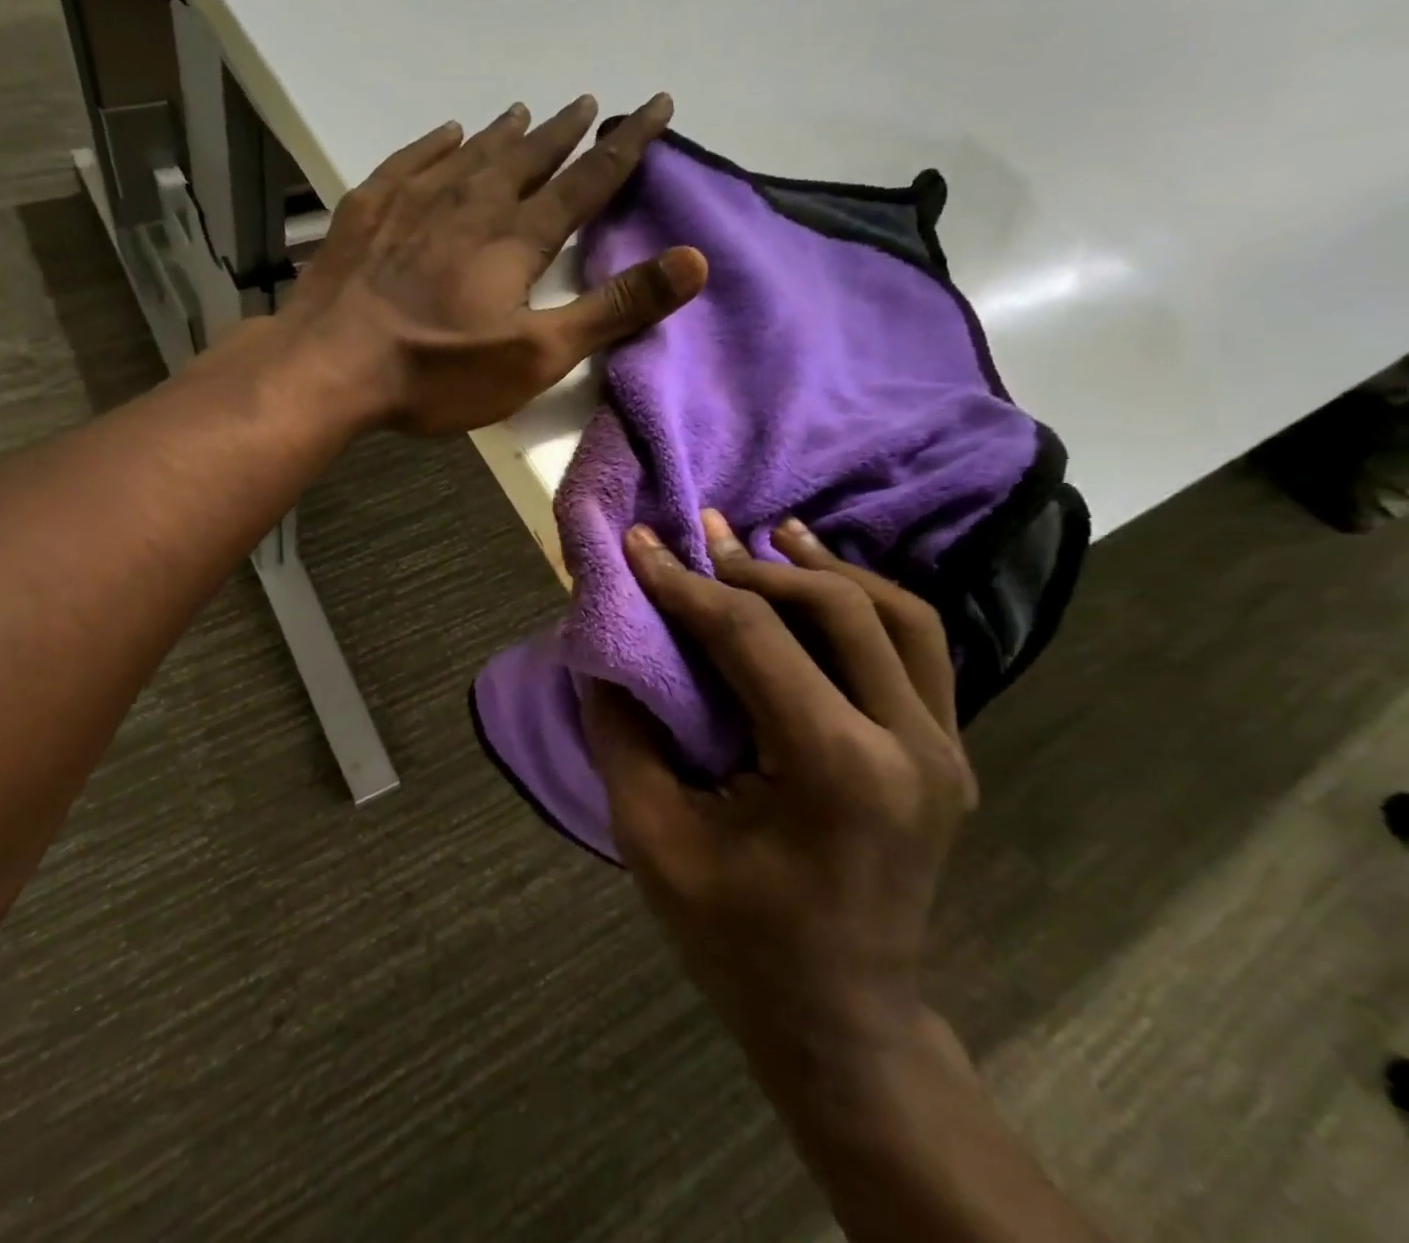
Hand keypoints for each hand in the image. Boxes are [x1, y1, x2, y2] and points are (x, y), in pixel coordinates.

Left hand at [288, 95, 706, 435]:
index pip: (586, 181)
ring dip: (504, 133)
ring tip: (526, 112)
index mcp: (516, 239)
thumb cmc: (438, 371)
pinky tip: (445, 134)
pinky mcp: (368, 212)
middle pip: (529, 158)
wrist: (331, 365)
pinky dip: (435, 145)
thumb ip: (613, 308)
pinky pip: (411, 162)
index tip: (656, 106)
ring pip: (471, 154)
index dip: (626, 145)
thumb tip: (695, 260)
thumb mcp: (537, 355)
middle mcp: (471, 204)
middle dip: (565, 133)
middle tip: (589, 103)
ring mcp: (414, 202)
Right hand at [581, 510, 975, 1088]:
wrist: (841, 1018)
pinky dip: (865, 603)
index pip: (751, 638)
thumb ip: (622, 731)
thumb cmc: (735, 937)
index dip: (684, 583)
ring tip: (772, 533)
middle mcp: (908, 747)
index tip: (639, 544)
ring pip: (898, 616)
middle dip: (756, 563)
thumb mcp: (651, 836)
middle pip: (837, 608)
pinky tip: (822, 585)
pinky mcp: (948, 756)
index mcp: (834, 770)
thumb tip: (602, 649)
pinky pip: (917, 651)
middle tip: (701, 535)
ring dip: (827, 568)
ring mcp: (944, 751)